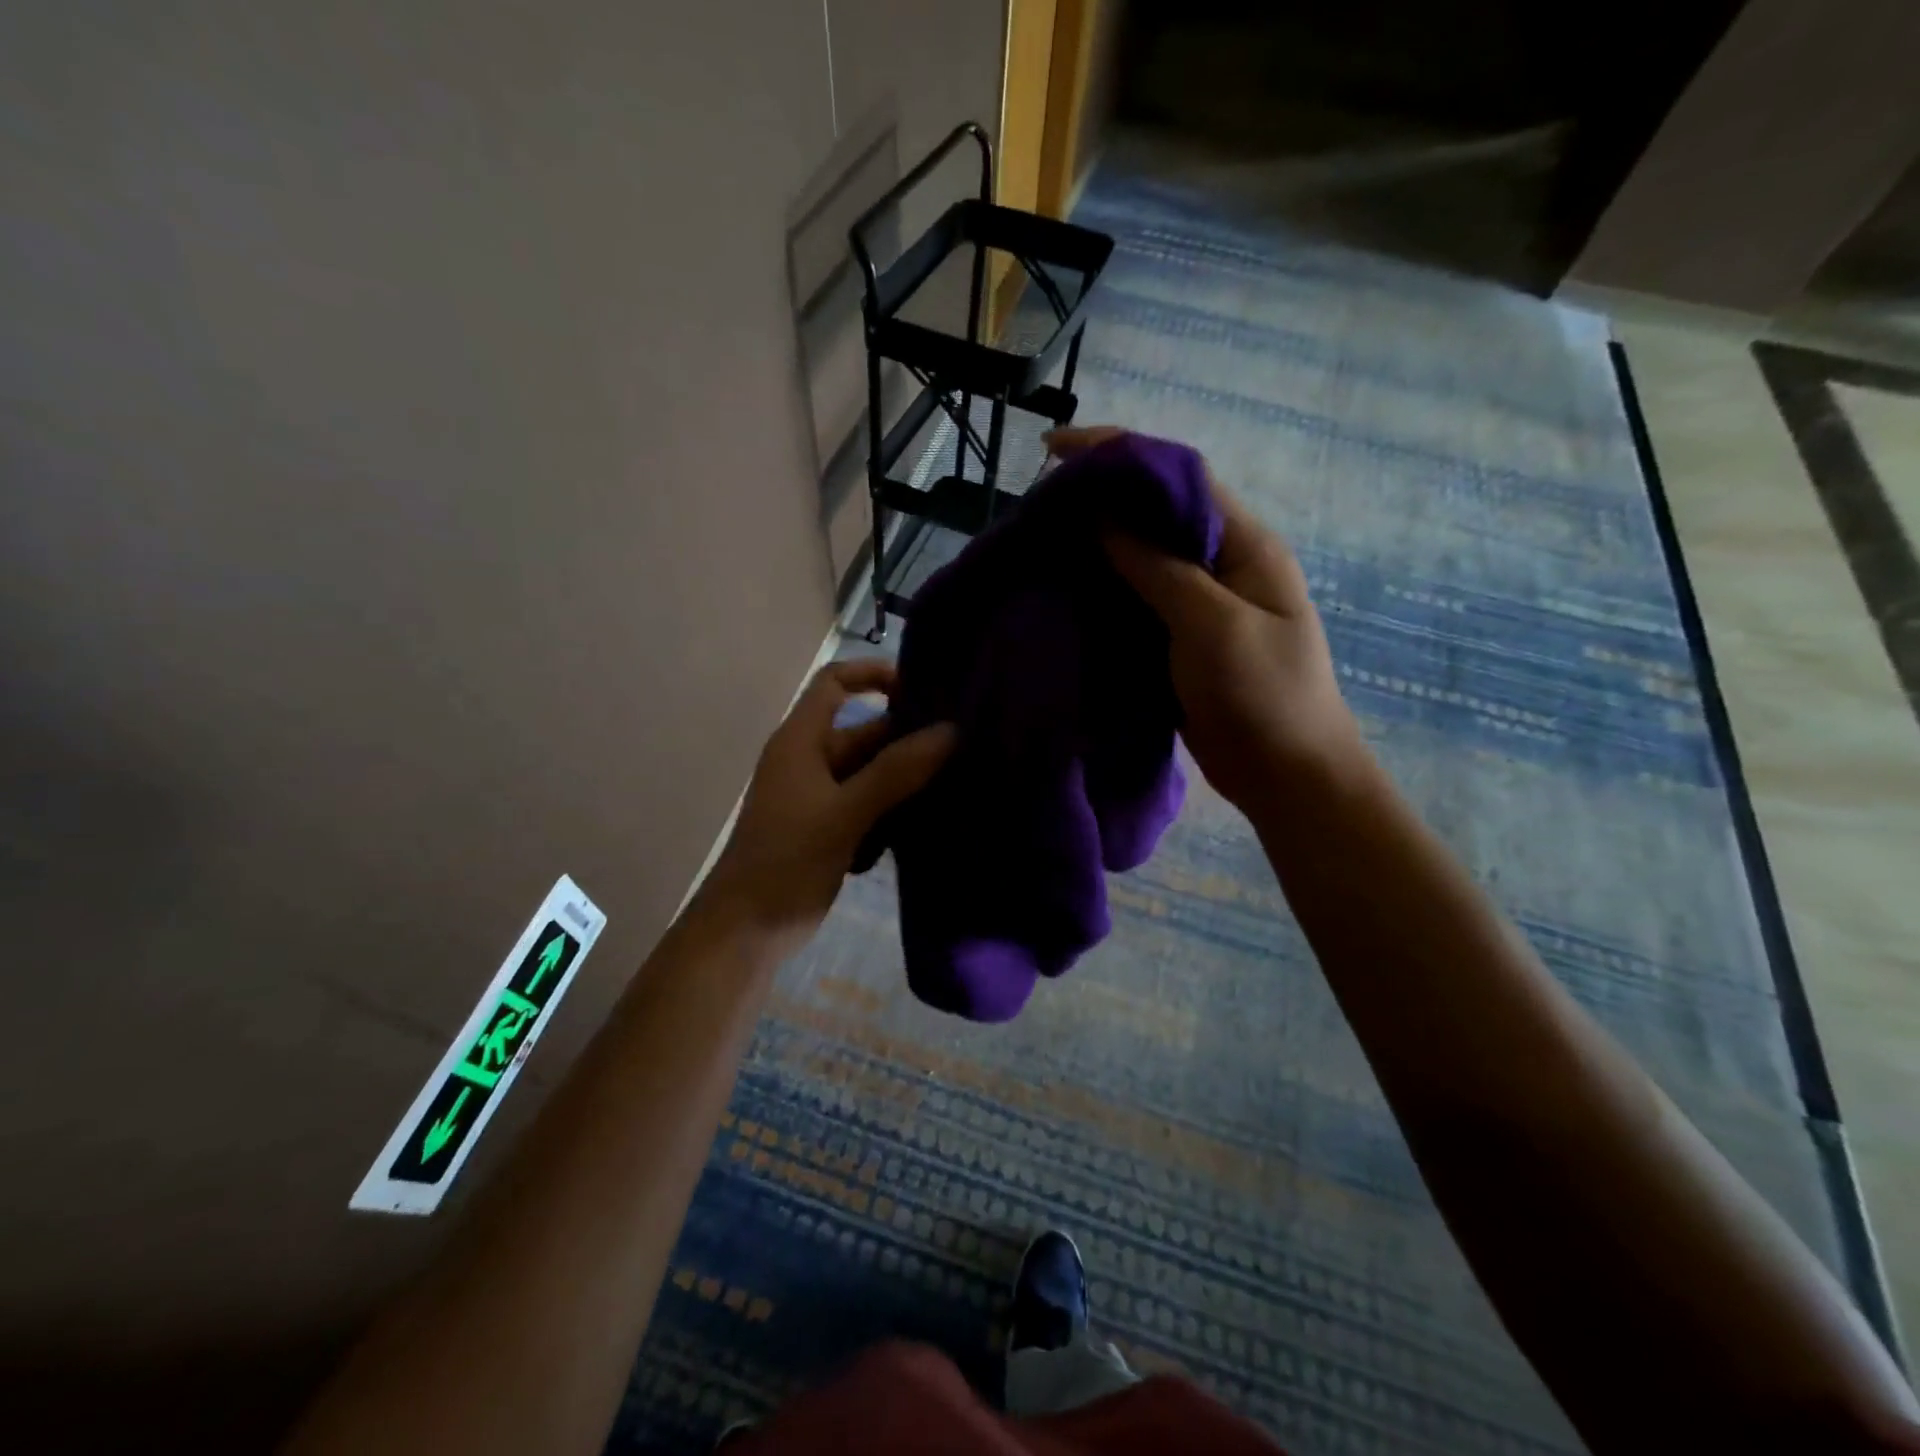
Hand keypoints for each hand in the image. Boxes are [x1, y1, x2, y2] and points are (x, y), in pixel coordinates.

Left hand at [701, 660, 954, 946]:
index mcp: (801, 742)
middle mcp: (809, 761)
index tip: (921, 688)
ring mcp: (818, 797)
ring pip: (870, 772)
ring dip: (906, 776)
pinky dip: (894, 808)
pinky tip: (929, 819)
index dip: (872, 674)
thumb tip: (950, 731)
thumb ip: (896, 772)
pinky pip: (868, 804)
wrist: (746, 931)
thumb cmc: (787, 862)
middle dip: (907, 738)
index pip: (834, 684)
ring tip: (957, 780)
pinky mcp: (828, 829)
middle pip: (863, 733)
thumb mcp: (845, 813)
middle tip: (963, 747)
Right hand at [1046, 426, 1364, 814]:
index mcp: (1243, 544)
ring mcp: (1198, 602)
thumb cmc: (1263, 697)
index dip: (1119, 452)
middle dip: (1099, 497)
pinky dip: (1100, 589)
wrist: (1287, 776)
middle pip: (1154, 511)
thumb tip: (1102, 514)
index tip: (1056, 450)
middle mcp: (1220, 562)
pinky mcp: (1178, 637)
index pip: (1178, 476)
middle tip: (1038, 502)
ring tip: (1040, 540)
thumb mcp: (1213, 625)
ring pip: (1139, 556)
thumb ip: (1159, 567)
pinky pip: (1134, 599)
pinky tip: (1064, 590)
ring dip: (1094, 544)